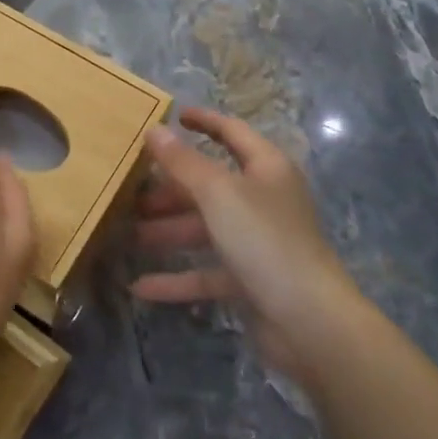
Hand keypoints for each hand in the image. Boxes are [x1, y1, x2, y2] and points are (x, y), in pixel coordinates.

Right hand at [130, 108, 362, 366]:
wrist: (311, 322)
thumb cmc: (265, 240)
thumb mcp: (218, 193)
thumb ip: (183, 162)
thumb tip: (154, 130)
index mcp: (266, 169)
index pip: (232, 133)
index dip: (205, 121)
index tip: (173, 116)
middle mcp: (263, 201)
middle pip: (210, 185)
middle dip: (170, 187)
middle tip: (130, 188)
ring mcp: (257, 243)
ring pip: (204, 228)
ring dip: (166, 231)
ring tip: (126, 233)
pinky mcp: (250, 281)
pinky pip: (206, 273)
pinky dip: (176, 278)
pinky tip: (140, 286)